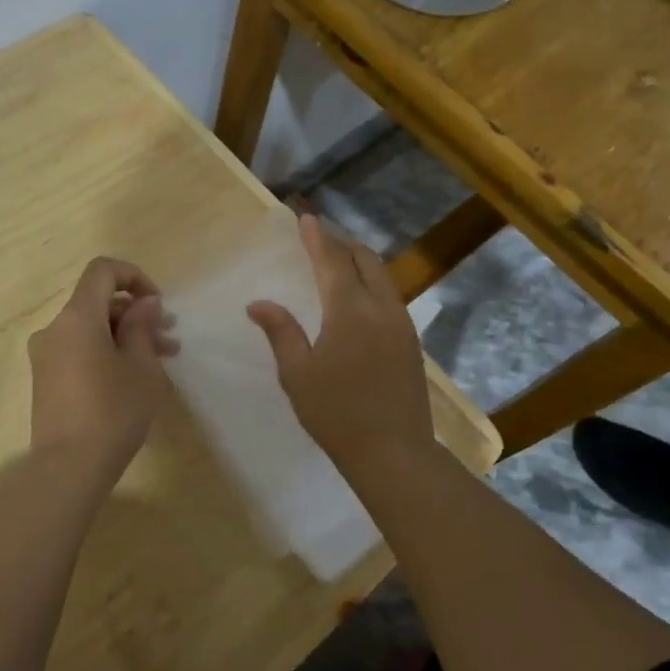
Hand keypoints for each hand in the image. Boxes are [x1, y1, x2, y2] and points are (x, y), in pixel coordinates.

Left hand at [28, 257, 177, 475]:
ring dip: (126, 335)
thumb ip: (142, 326)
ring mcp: (47, 355)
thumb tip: (144, 303)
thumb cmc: (112, 411)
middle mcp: (55, 328)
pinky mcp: (46, 379)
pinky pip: (80, 350)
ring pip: (91, 329)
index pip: (102, 271)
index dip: (134, 276)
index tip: (157, 304)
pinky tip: (135, 376)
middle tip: (168, 335)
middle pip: (98, 302)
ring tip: (162, 357)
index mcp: (77, 317)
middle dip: (136, 313)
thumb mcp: (141, 366)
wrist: (68, 468)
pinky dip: (107, 352)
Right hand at [247, 215, 432, 465]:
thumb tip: (258, 303)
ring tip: (337, 258)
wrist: (394, 453)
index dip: (317, 238)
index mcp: (350, 312)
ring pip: (382, 277)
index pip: (332, 261)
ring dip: (359, 261)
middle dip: (341, 242)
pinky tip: (358, 296)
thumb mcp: (297, 374)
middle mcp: (381, 308)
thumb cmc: (336, 414)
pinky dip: (371, 282)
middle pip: (364, 260)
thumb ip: (281, 332)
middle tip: (320, 234)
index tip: (305, 217)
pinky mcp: (411, 342)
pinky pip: (389, 296)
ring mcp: (402, 324)